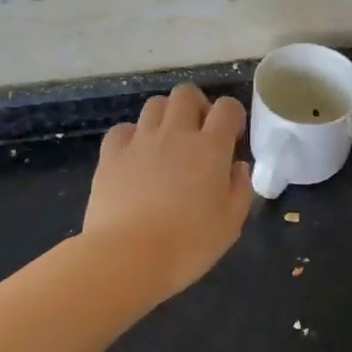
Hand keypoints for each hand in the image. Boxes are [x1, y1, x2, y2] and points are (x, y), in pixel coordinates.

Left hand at [84, 84, 252, 299]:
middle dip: (197, 106)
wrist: (128, 257)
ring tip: (167, 143)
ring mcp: (140, 141)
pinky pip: (123, 129)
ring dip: (166, 117)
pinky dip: (132, 136)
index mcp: (210, 148)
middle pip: (186, 94)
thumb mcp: (231, 223)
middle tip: (199, 134)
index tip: (232, 139)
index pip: (227, 107)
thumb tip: (238, 167)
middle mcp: (176, 133)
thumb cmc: (188, 244)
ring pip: (155, 105)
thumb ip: (241, 189)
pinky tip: (135, 157)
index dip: (233, 116)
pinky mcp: (111, 155)